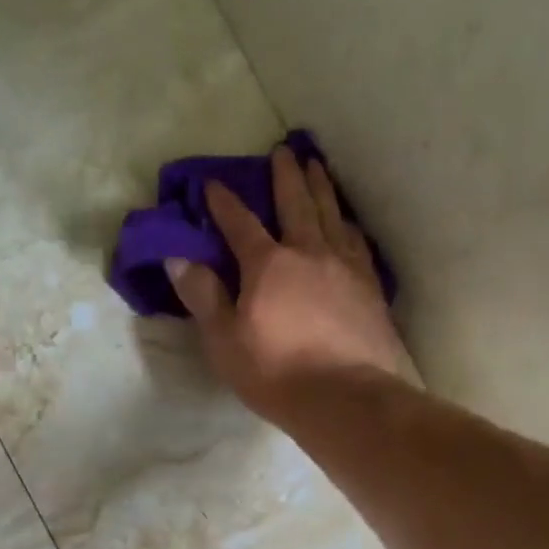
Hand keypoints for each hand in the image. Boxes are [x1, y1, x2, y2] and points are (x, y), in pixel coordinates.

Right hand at [165, 145, 414, 419]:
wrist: (345, 398)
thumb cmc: (276, 373)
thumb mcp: (225, 341)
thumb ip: (204, 297)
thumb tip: (178, 258)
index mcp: (267, 265)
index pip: (240, 224)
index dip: (224, 203)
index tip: (213, 183)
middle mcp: (309, 252)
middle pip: (297, 204)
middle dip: (286, 176)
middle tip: (284, 150)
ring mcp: (345, 267)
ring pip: (332, 215)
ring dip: (322, 188)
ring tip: (318, 167)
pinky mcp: (370, 288)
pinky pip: (358, 243)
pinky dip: (348, 225)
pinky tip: (348, 223)